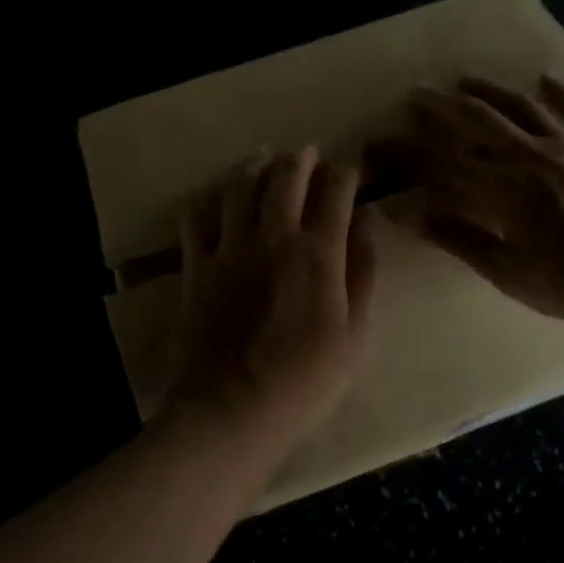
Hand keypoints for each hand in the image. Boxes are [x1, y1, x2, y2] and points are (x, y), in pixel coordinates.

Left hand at [164, 147, 377, 443]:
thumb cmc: (304, 380)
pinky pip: (195, 217)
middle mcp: (273, 236)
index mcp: (317, 252)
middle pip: (285, 174)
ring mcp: (229, 247)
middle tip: (307, 153)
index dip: (346, 170)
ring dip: (253, 166)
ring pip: (238, 185)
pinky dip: (207, 201)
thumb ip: (362, 271)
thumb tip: (368, 220)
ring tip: (261, 159)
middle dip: (300, 157)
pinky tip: (214, 200)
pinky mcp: (196, 265)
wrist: (232, 409)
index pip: (335, 190)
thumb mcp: (354, 333)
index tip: (350, 167)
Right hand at [405, 76, 563, 335]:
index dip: (408, 153)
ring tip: (464, 79)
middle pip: (477, 123)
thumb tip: (411, 217)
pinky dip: (560, 93)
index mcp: (503, 191)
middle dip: (441, 108)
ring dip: (489, 91)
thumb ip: (462, 241)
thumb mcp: (513, 274)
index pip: (442, 164)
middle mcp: (530, 157)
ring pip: (521, 107)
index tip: (381, 144)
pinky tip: (545, 78)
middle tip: (416, 94)